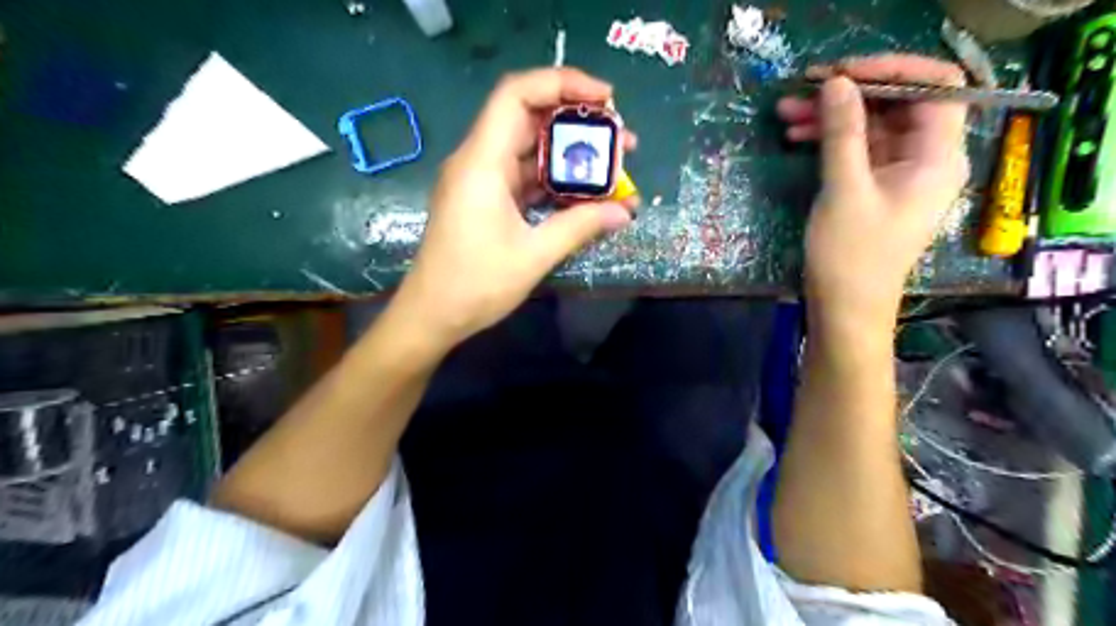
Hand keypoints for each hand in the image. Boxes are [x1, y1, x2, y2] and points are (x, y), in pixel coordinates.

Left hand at [393, 68, 636, 346]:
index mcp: (482, 162)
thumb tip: (625, 211)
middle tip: (620, 139)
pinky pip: (523, 175)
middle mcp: (478, 160)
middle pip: (528, 116)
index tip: (606, 99)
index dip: (562, 83)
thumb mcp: (534, 255)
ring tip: (611, 166)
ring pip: (528, 148)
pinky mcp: (485, 199)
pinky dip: (553, 178)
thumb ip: (580, 226)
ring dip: (568, 153)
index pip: (517, 94)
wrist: (431, 315)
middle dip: (577, 121)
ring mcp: (480, 180)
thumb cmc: (475, 284)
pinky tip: (582, 192)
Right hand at [777, 53, 969, 322]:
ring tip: (785, 113)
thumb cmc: (851, 256)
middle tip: (802, 90)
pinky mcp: (875, 188)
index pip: (934, 87)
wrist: (846, 310)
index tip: (840, 73)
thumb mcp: (844, 190)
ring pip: (871, 127)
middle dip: (850, 93)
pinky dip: (829, 140)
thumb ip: (842, 133)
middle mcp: (926, 159)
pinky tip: (796, 137)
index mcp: (938, 157)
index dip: (890, 70)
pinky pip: (857, 150)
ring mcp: (899, 174)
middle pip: (898, 104)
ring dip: (831, 116)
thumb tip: (835, 83)